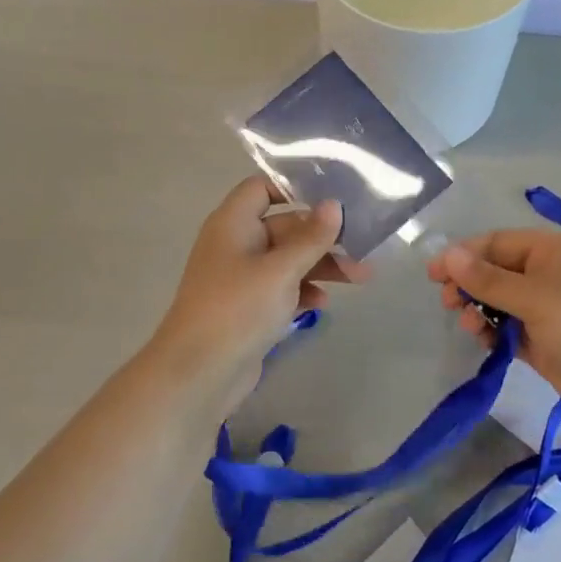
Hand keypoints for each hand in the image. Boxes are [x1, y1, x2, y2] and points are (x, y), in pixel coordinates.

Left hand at [151, 176, 370, 402]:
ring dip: (321, 266)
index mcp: (233, 223)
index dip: (294, 189)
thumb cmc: (237, 309)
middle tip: (362, 250)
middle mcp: (235, 243)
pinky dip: (303, 290)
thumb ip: (311, 237)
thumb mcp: (281, 270)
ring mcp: (241, 277)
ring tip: (360, 278)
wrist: (197, 374)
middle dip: (323, 238)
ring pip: (287, 259)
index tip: (332, 200)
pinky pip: (281, 287)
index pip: (262, 187)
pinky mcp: (248, 307)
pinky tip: (323, 304)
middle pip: (284, 226)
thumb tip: (334, 204)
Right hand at [428, 230, 560, 432]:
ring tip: (472, 326)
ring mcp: (545, 308)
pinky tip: (485, 341)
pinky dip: (493, 332)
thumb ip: (488, 279)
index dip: (462, 256)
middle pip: (493, 271)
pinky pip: (508, 329)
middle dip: (469, 285)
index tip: (433, 275)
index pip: (494, 243)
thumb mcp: (534, 297)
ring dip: (479, 310)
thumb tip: (448, 254)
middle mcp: (545, 274)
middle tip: (450, 304)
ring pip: (498, 302)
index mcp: (548, 250)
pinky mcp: (544, 340)